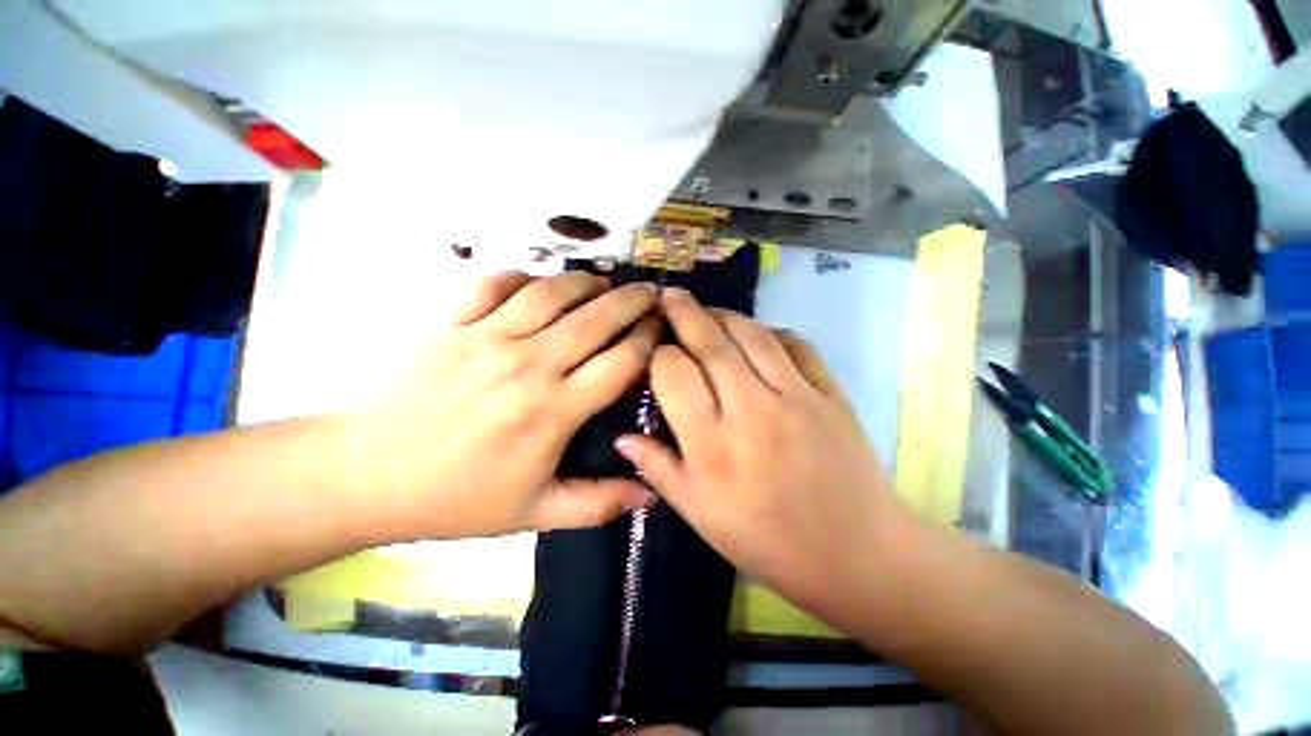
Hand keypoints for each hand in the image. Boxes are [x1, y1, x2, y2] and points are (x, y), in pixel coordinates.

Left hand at [346, 272, 661, 539]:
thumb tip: (653, 494)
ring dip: (585, 282)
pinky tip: (539, 283)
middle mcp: (528, 365)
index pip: (620, 362)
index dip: (649, 340)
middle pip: (595, 318)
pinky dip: (523, 276)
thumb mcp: (535, 513)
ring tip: (604, 281)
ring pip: (551, 292)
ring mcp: (486, 337)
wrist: (364, 475)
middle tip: (651, 291)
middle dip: (632, 300)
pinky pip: (494, 283)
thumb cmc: (457, 497)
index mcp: (553, 410)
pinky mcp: (450, 323)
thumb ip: (599, 503)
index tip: (664, 327)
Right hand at [615, 288, 913, 612]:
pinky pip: (797, 346)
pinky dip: (773, 332)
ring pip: (752, 335)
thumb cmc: (769, 542)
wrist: (856, 554)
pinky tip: (759, 333)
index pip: (674, 374)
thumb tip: (622, 437)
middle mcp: (750, 411)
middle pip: (712, 343)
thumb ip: (659, 470)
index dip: (660, 355)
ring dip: (726, 315)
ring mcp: (796, 398)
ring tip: (708, 310)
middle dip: (685, 313)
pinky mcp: (830, 394)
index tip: (656, 352)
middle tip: (671, 295)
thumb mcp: (701, 516)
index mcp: (712, 446)